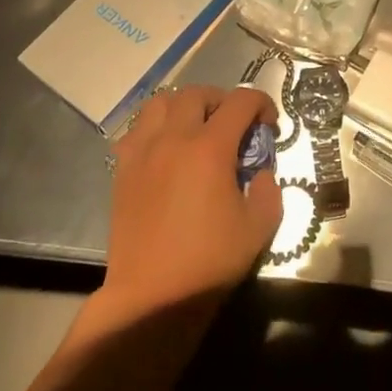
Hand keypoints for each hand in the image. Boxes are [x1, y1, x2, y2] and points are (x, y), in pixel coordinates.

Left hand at [104, 85, 282, 315]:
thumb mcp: (259, 227)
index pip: (240, 101)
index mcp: (210, 148)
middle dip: (222, 100)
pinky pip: (136, 129)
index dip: (261, 103)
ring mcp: (143, 152)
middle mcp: (174, 139)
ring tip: (196, 128)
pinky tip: (166, 150)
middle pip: (197, 93)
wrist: (152, 296)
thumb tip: (259, 173)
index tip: (269, 125)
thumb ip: (268, 190)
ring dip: (184, 106)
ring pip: (160, 103)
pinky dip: (155, 127)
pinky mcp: (122, 170)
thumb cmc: (209, 262)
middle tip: (234, 124)